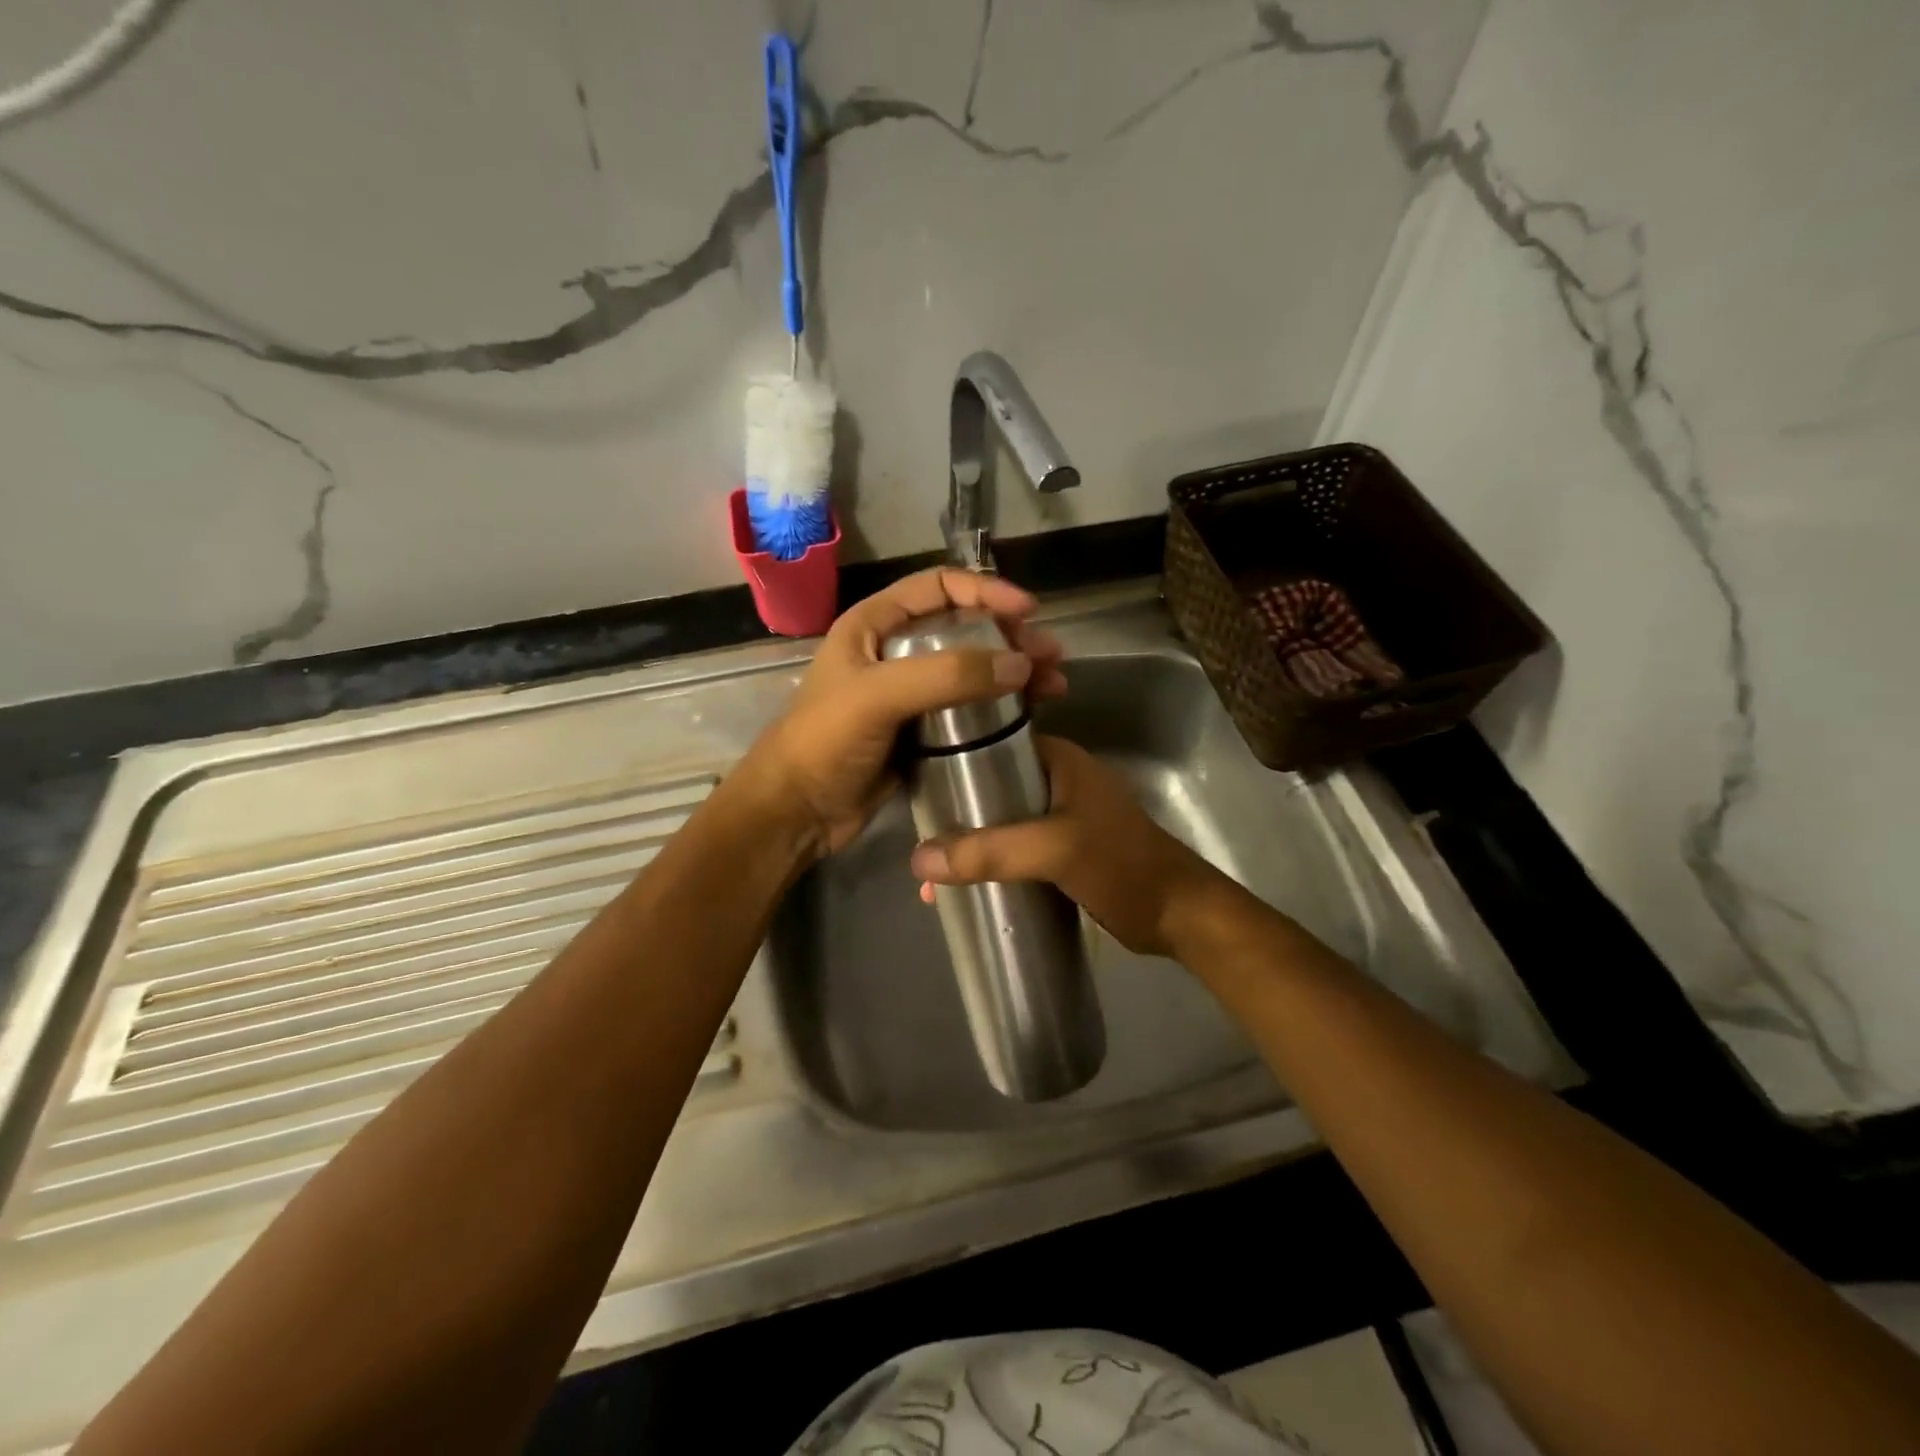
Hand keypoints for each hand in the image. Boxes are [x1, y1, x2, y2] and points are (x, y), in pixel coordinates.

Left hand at [739, 568, 1066, 858]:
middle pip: (963, 628)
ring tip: (1055, 685)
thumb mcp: (878, 697)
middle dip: (1010, 637)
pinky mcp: (921, 732)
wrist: (796, 812)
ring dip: (1013, 671)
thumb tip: (1020, 663)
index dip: (985, 591)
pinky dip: (1001, 707)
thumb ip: (947, 675)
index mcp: (874, 624)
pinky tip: (1031, 713)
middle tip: (1052, 655)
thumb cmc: (825, 742)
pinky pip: (968, 709)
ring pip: (972, 670)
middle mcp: (893, 651)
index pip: (938, 588)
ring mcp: (909, 694)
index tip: (1027, 611)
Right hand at [908, 735, 1235, 957]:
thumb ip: (990, 851)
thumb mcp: (1055, 850)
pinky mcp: (1066, 851)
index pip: (993, 743)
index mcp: (1059, 760)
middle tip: (919, 842)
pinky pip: (1016, 849)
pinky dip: (991, 863)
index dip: (952, 761)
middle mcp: (1058, 781)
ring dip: (970, 844)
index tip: (915, 787)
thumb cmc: (1122, 866)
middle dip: (955, 816)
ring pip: (1002, 822)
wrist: (1178, 916)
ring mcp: (1063, 817)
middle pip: (992, 787)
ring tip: (933, 877)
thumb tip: (919, 857)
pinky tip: (965, 888)